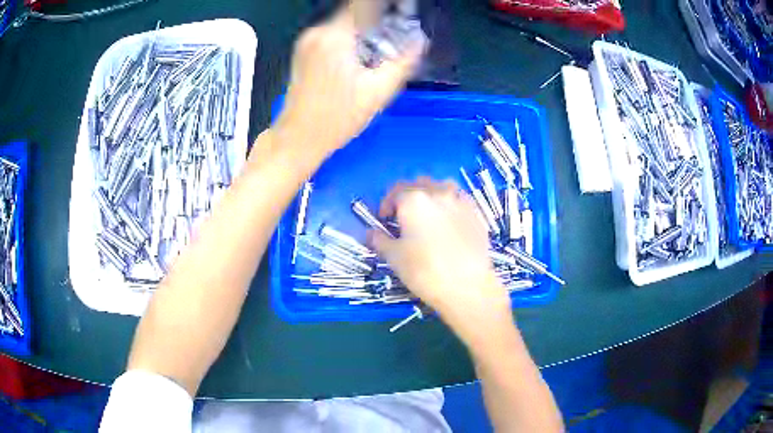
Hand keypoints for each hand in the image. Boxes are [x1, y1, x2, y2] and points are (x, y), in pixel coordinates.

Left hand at [273, 2, 425, 157]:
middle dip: (379, 20)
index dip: (387, 7)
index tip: (402, 15)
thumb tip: (420, 40)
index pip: (364, 5)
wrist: (297, 139)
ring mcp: (307, 40)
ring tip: (381, 50)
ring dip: (365, 29)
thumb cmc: (337, 119)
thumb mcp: (378, 92)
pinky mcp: (303, 50)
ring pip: (344, 22)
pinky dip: (351, 37)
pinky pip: (333, 33)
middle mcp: (317, 31)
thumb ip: (403, 62)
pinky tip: (361, 57)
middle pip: (355, 12)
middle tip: (397, 37)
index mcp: (334, 37)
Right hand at [370, 178, 512, 343]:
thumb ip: (379, 240)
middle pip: (420, 184)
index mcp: (414, 199)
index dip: (386, 204)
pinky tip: (450, 226)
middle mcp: (438, 192)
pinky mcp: (477, 214)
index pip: (395, 190)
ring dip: (432, 196)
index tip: (384, 221)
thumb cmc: (424, 270)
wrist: (467, 286)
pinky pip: (460, 201)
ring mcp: (461, 201)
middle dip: (409, 197)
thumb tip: (371, 233)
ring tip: (429, 217)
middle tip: (405, 218)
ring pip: (443, 188)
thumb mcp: (394, 257)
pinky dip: (451, 207)